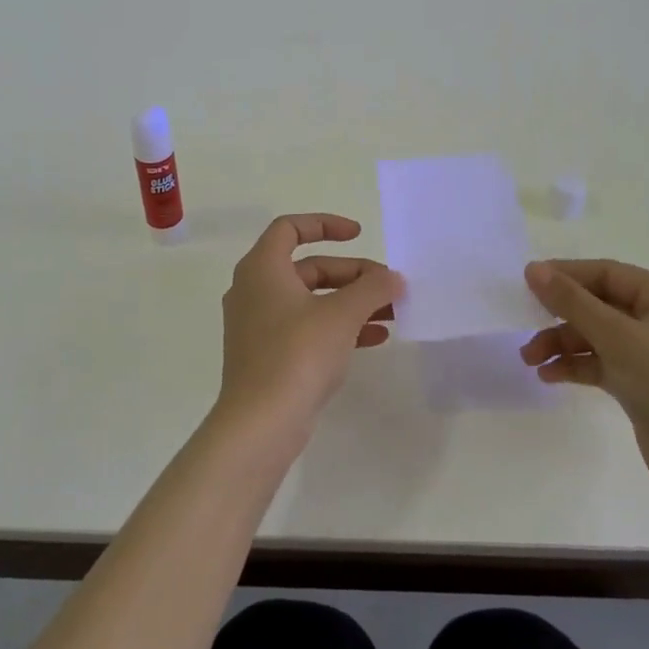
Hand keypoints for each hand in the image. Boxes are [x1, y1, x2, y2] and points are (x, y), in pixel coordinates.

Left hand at [216, 214, 402, 453]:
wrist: (261, 423)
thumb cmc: (297, 354)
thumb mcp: (342, 314)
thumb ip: (372, 289)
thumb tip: (393, 279)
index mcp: (262, 268)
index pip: (290, 228)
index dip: (325, 224)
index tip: (359, 235)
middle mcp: (255, 290)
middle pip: (309, 267)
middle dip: (352, 274)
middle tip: (388, 287)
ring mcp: (259, 325)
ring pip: (312, 300)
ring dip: (352, 302)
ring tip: (392, 314)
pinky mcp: (269, 355)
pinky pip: (308, 328)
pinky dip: (339, 327)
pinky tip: (376, 338)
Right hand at [521, 259, 648, 515]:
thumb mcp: (619, 338)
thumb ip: (573, 302)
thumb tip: (532, 268)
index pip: (608, 274)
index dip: (566, 275)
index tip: (525, 283)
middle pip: (600, 305)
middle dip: (561, 317)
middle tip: (523, 327)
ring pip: (598, 337)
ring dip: (563, 345)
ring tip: (530, 360)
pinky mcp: (646, 386)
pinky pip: (603, 364)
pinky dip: (577, 367)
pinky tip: (549, 376)